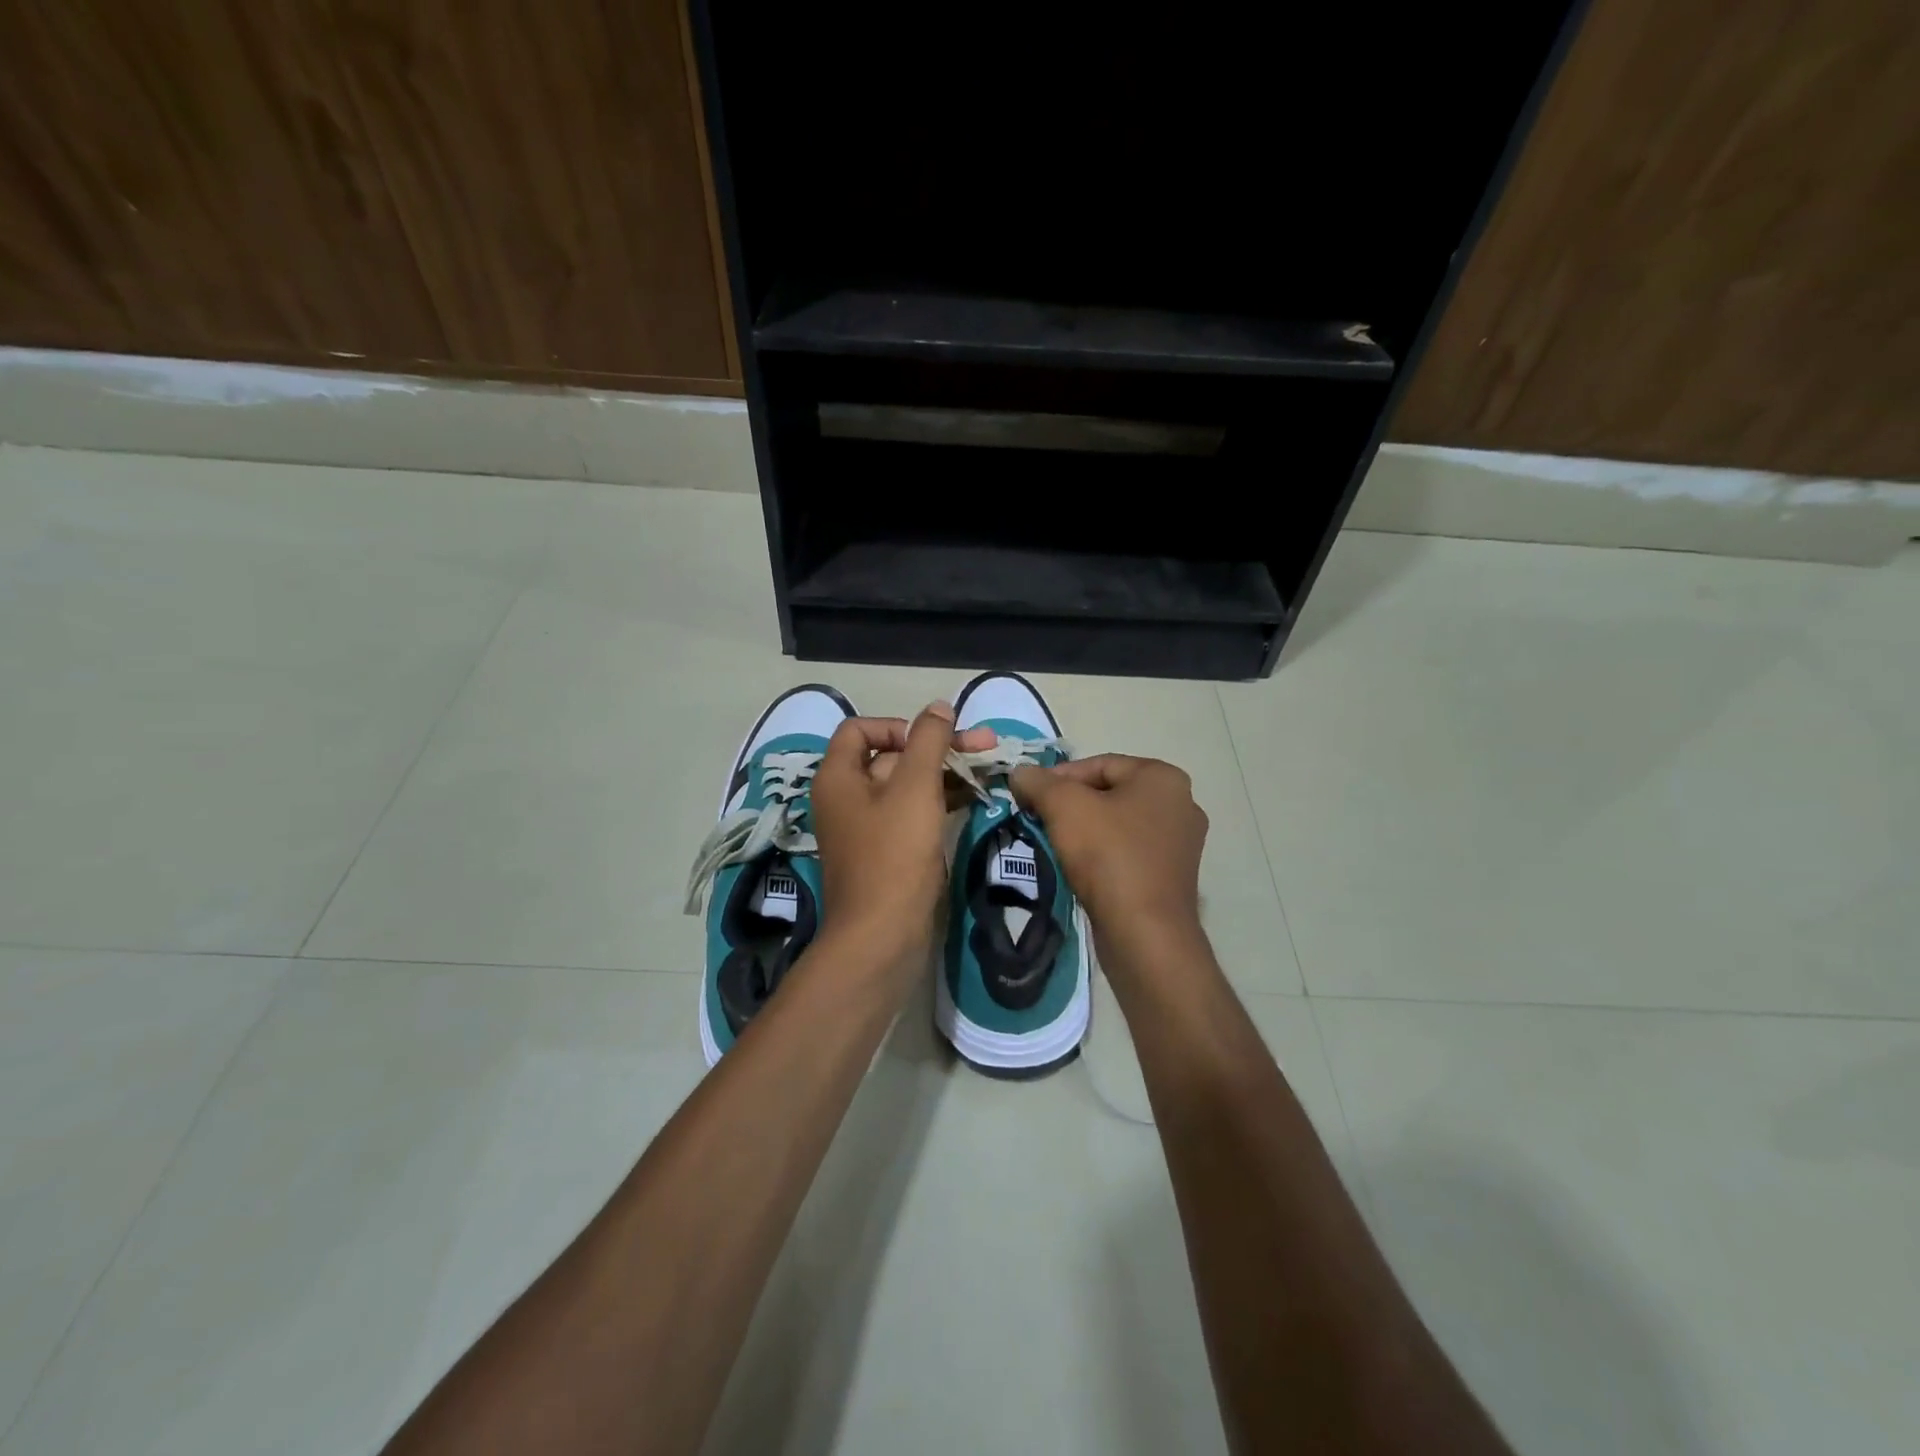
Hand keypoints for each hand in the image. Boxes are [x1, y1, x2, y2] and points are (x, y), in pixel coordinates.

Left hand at [810, 702, 993, 971]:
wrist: (883, 936)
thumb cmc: (894, 855)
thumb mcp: (915, 788)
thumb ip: (928, 741)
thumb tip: (938, 706)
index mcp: (838, 777)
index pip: (860, 729)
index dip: (899, 725)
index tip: (934, 740)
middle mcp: (846, 798)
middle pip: (890, 757)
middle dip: (936, 748)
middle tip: (985, 746)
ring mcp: (866, 828)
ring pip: (906, 786)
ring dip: (944, 774)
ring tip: (988, 770)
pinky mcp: (887, 853)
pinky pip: (912, 813)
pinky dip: (938, 802)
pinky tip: (973, 799)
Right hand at [1011, 754, 1208, 959]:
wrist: (1144, 934)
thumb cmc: (1108, 856)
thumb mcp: (1064, 807)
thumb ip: (1039, 782)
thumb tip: (1020, 772)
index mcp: (1164, 777)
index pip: (1100, 764)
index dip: (1058, 777)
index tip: (1029, 797)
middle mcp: (1181, 804)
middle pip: (1109, 793)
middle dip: (1070, 804)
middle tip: (1038, 819)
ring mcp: (1181, 844)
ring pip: (1118, 824)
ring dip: (1084, 830)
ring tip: (1054, 844)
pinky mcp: (1172, 877)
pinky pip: (1129, 853)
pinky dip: (1103, 855)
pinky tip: (1080, 869)